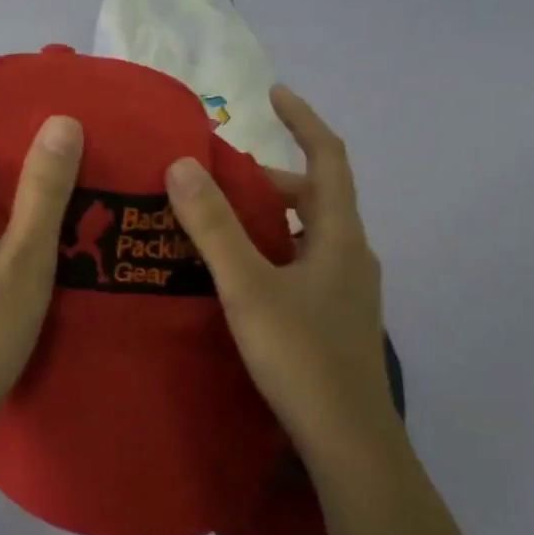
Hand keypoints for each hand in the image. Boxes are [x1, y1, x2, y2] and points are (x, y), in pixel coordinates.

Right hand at [164, 85, 394, 456]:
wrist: (347, 440)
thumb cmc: (301, 355)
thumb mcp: (247, 286)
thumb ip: (214, 226)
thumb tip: (183, 165)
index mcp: (339, 236)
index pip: (328, 158)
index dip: (303, 121)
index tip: (273, 93)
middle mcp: (350, 254)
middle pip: (312, 197)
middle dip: (267, 179)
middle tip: (215, 178)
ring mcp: (346, 289)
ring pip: (305, 234)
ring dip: (266, 217)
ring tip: (215, 222)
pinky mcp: (335, 317)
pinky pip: (301, 263)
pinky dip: (270, 251)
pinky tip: (236, 274)